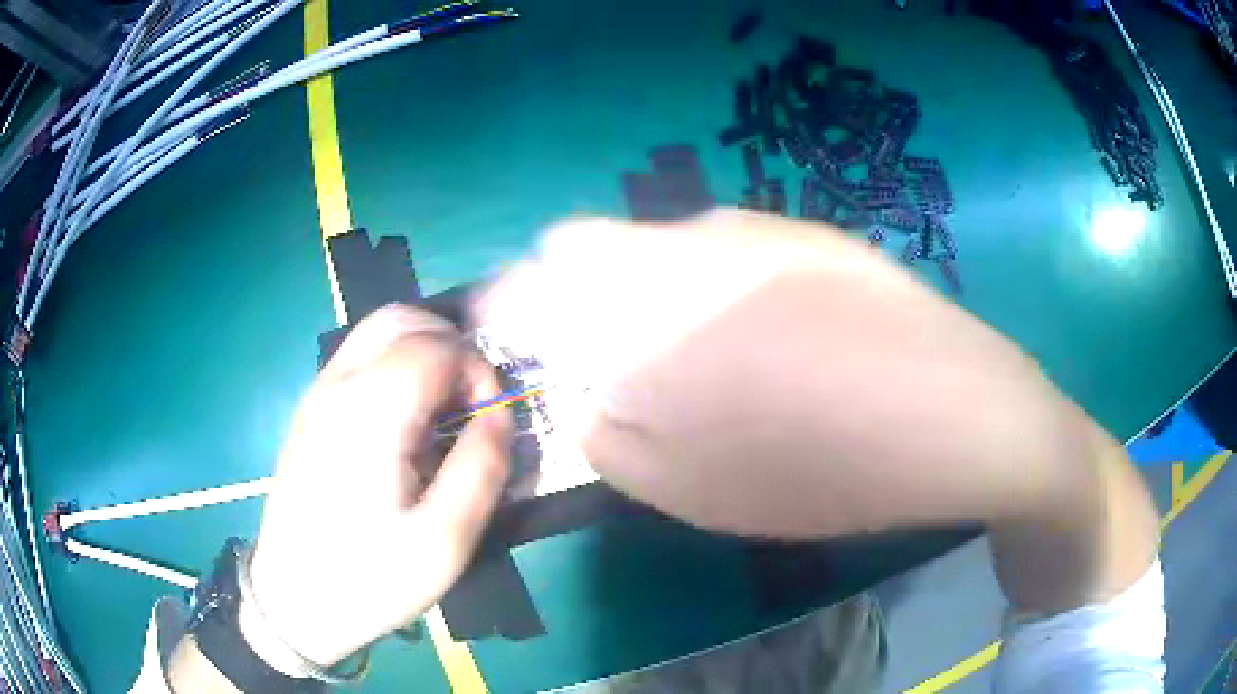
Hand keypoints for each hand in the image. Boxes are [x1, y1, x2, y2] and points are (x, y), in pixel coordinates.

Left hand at [246, 305, 511, 667]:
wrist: (293, 601)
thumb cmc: (369, 578)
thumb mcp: (445, 540)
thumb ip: (482, 467)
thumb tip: (500, 415)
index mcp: (370, 411)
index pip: (437, 346)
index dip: (478, 370)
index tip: (491, 418)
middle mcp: (337, 385)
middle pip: (400, 319)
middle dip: (450, 344)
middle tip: (470, 401)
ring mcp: (317, 395)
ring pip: (375, 333)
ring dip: (421, 352)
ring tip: (442, 409)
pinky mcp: (309, 412)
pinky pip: (357, 360)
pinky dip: (394, 366)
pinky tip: (404, 423)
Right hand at [477, 209, 1066, 536]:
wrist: (954, 415)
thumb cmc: (816, 467)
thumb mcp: (684, 487)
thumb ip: (604, 433)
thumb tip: (582, 394)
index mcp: (639, 299)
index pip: (531, 273)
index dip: (514, 311)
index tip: (532, 354)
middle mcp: (684, 241)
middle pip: (588, 244)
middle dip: (581, 301)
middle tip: (621, 368)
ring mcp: (753, 228)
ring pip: (660, 244)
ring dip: (652, 292)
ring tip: (709, 361)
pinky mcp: (806, 233)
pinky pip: (725, 249)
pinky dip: (714, 286)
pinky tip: (772, 339)